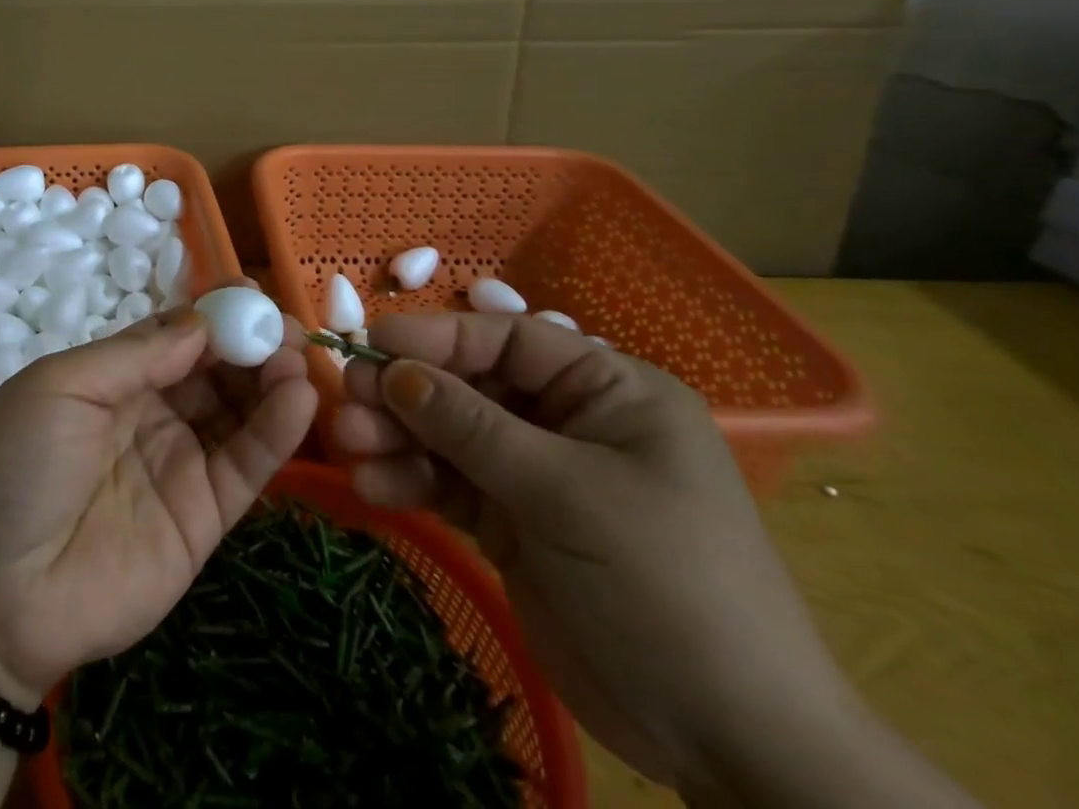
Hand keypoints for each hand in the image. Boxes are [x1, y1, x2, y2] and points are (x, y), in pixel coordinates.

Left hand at [0, 289, 317, 700]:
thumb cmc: (16, 463)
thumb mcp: (63, 385)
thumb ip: (137, 354)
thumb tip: (203, 322)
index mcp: (114, 378)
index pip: (178, 336)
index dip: (215, 315)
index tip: (253, 295)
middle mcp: (153, 414)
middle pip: (216, 370)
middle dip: (252, 344)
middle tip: (288, 329)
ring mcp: (180, 465)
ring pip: (239, 412)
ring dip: (272, 380)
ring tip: (298, 358)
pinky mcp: (203, 518)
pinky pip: (246, 466)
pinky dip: (277, 431)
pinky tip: (299, 398)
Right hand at [332, 312, 856, 794]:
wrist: (729, 742)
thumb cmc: (667, 586)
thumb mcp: (567, 494)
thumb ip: (473, 428)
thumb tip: (395, 372)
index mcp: (608, 392)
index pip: (509, 341)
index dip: (439, 336)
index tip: (372, 343)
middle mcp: (568, 422)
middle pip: (470, 387)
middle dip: (409, 394)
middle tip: (350, 400)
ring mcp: (538, 475)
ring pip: (451, 436)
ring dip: (400, 438)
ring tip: (352, 446)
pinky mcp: (513, 524)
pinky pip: (451, 485)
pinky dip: (412, 482)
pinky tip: (374, 486)